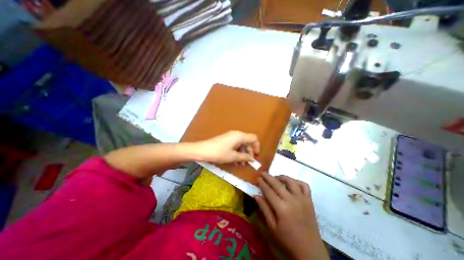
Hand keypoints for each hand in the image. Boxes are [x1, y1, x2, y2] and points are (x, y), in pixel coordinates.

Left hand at [194, 131, 260, 164]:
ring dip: (243, 153)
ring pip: (241, 144)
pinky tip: (236, 161)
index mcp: (240, 136)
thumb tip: (253, 159)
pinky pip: (235, 145)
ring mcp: (231, 136)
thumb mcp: (233, 156)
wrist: (203, 150)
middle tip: (248, 162)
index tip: (256, 156)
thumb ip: (245, 157)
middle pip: (247, 142)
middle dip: (249, 152)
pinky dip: (237, 152)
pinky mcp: (226, 140)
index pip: (253, 138)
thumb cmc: (219, 153)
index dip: (257, 147)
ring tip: (241, 164)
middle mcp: (236, 134)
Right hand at [255, 173, 326, 259]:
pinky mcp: (309, 200)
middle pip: (277, 184)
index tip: (258, 177)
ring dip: (282, 177)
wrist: (310, 251)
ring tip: (276, 177)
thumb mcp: (272, 227)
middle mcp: (292, 200)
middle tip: (263, 173)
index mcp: (281, 208)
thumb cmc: (288, 240)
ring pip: (291, 181)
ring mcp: (302, 199)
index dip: (262, 183)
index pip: (269, 191)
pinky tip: (291, 183)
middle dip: (268, 177)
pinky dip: (297, 181)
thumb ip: (264, 209)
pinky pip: (304, 186)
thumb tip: (256, 195)